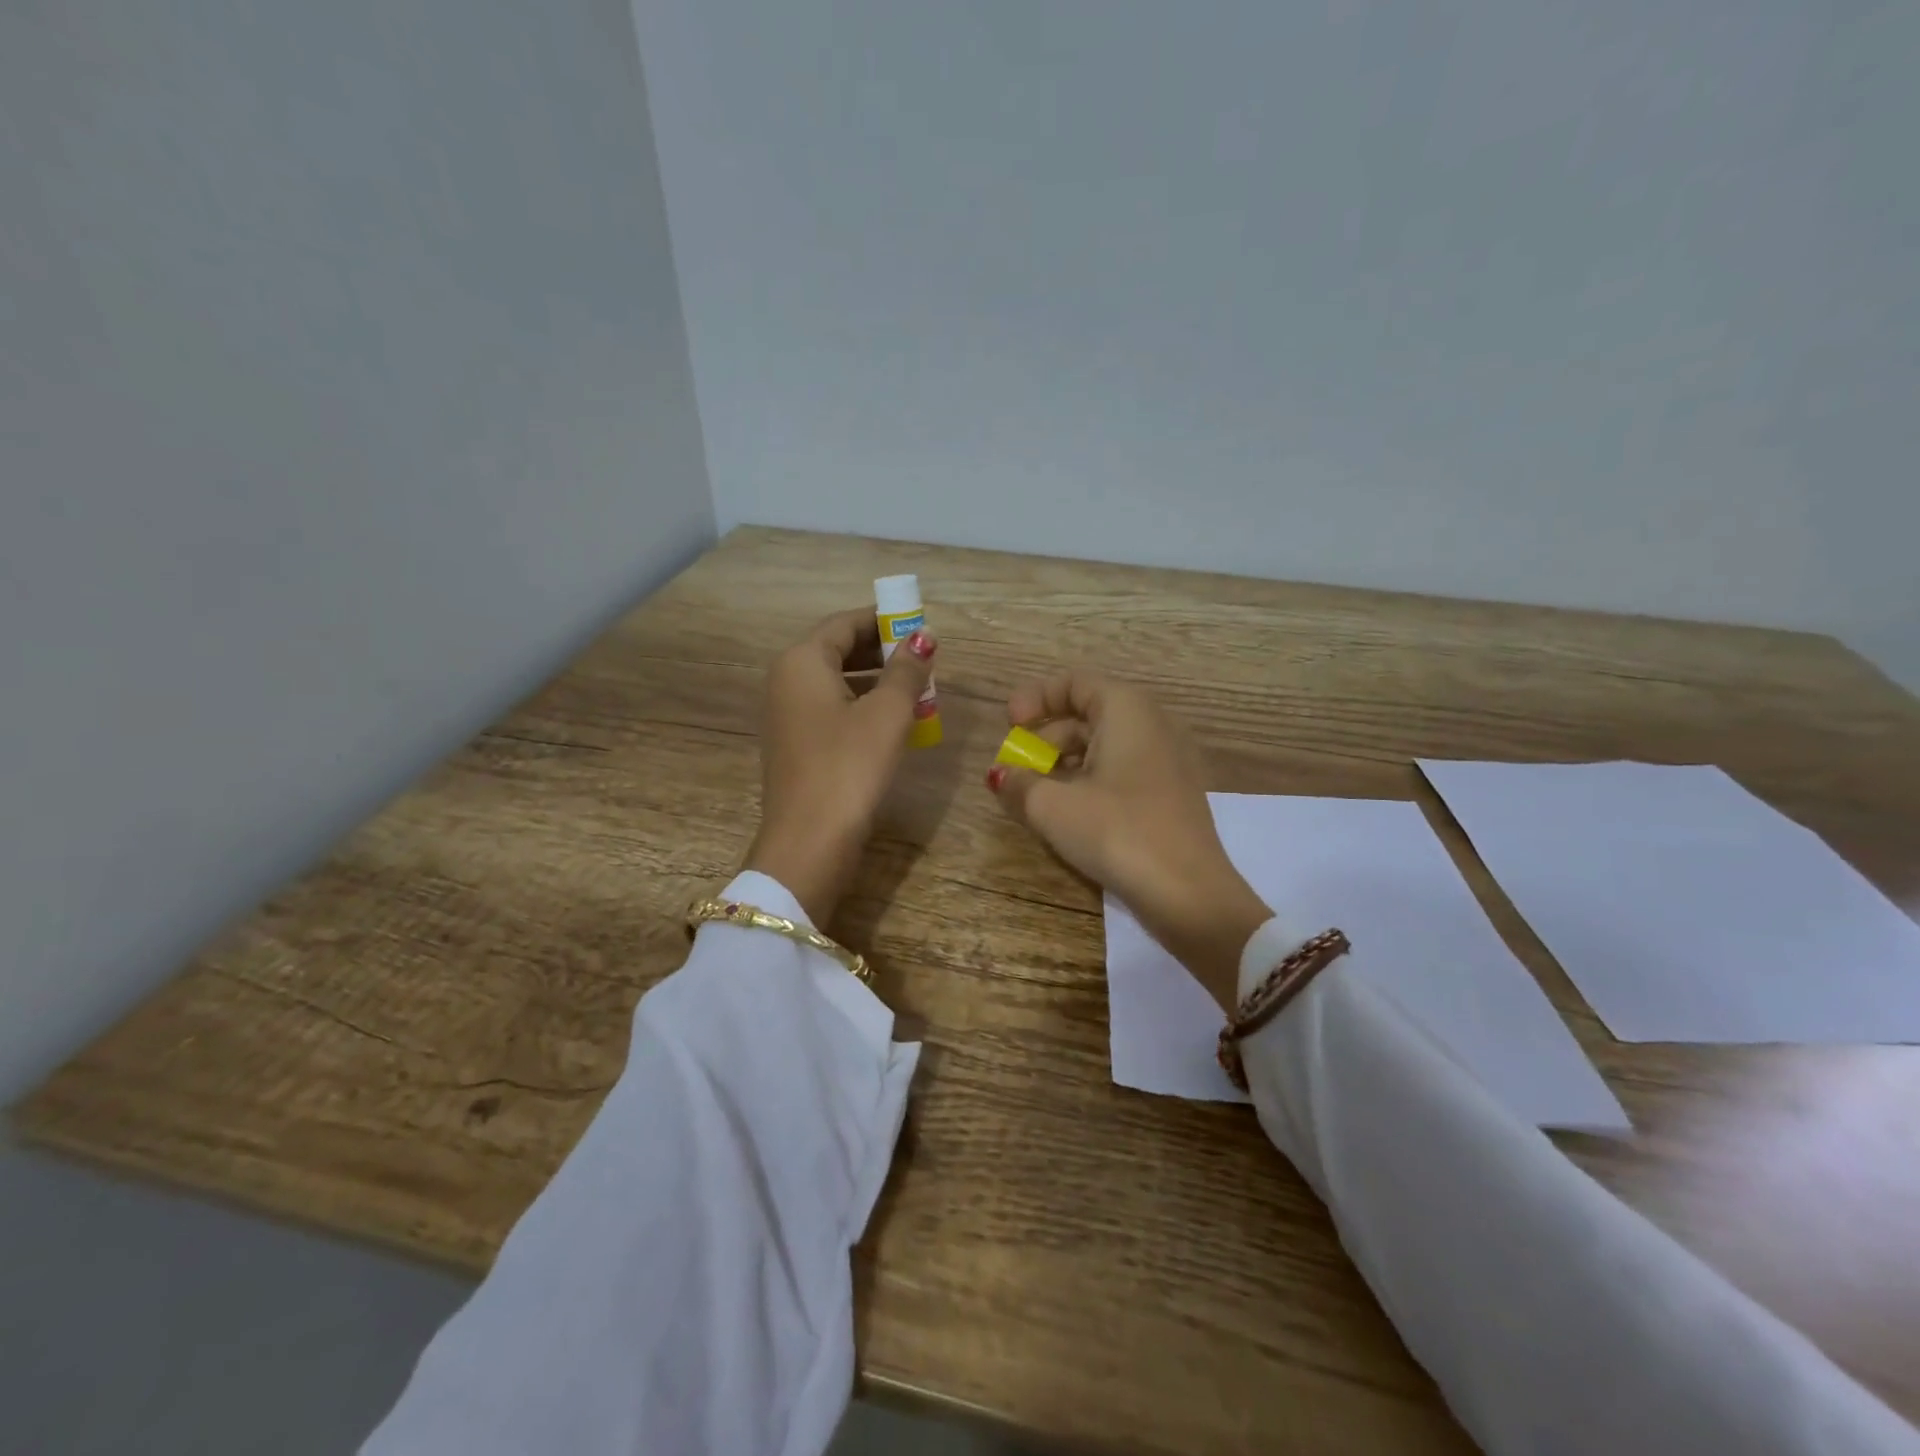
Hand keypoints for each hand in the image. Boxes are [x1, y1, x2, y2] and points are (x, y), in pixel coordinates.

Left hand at [744, 608, 937, 925]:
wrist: (809, 841)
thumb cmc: (849, 766)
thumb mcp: (887, 713)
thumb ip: (907, 670)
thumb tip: (923, 636)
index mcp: (802, 661)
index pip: (845, 623)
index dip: (884, 620)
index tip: (921, 626)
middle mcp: (787, 680)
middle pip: (838, 650)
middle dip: (882, 652)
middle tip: (924, 660)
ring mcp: (787, 715)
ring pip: (836, 682)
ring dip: (876, 681)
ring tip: (917, 690)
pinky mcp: (796, 744)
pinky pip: (831, 710)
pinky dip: (861, 706)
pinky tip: (893, 723)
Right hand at [986, 671, 1270, 1011]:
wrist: (1188, 893)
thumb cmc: (1116, 831)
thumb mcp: (1053, 806)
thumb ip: (1018, 783)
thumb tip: (1000, 775)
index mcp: (1126, 709)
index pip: (1074, 682)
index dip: (1035, 697)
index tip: (1009, 725)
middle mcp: (1150, 724)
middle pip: (1086, 714)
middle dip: (1043, 738)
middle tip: (1015, 769)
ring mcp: (1165, 761)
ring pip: (1102, 747)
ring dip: (1062, 765)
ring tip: (1033, 796)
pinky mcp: (1169, 795)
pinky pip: (1120, 772)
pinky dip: (1087, 782)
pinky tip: (1067, 814)